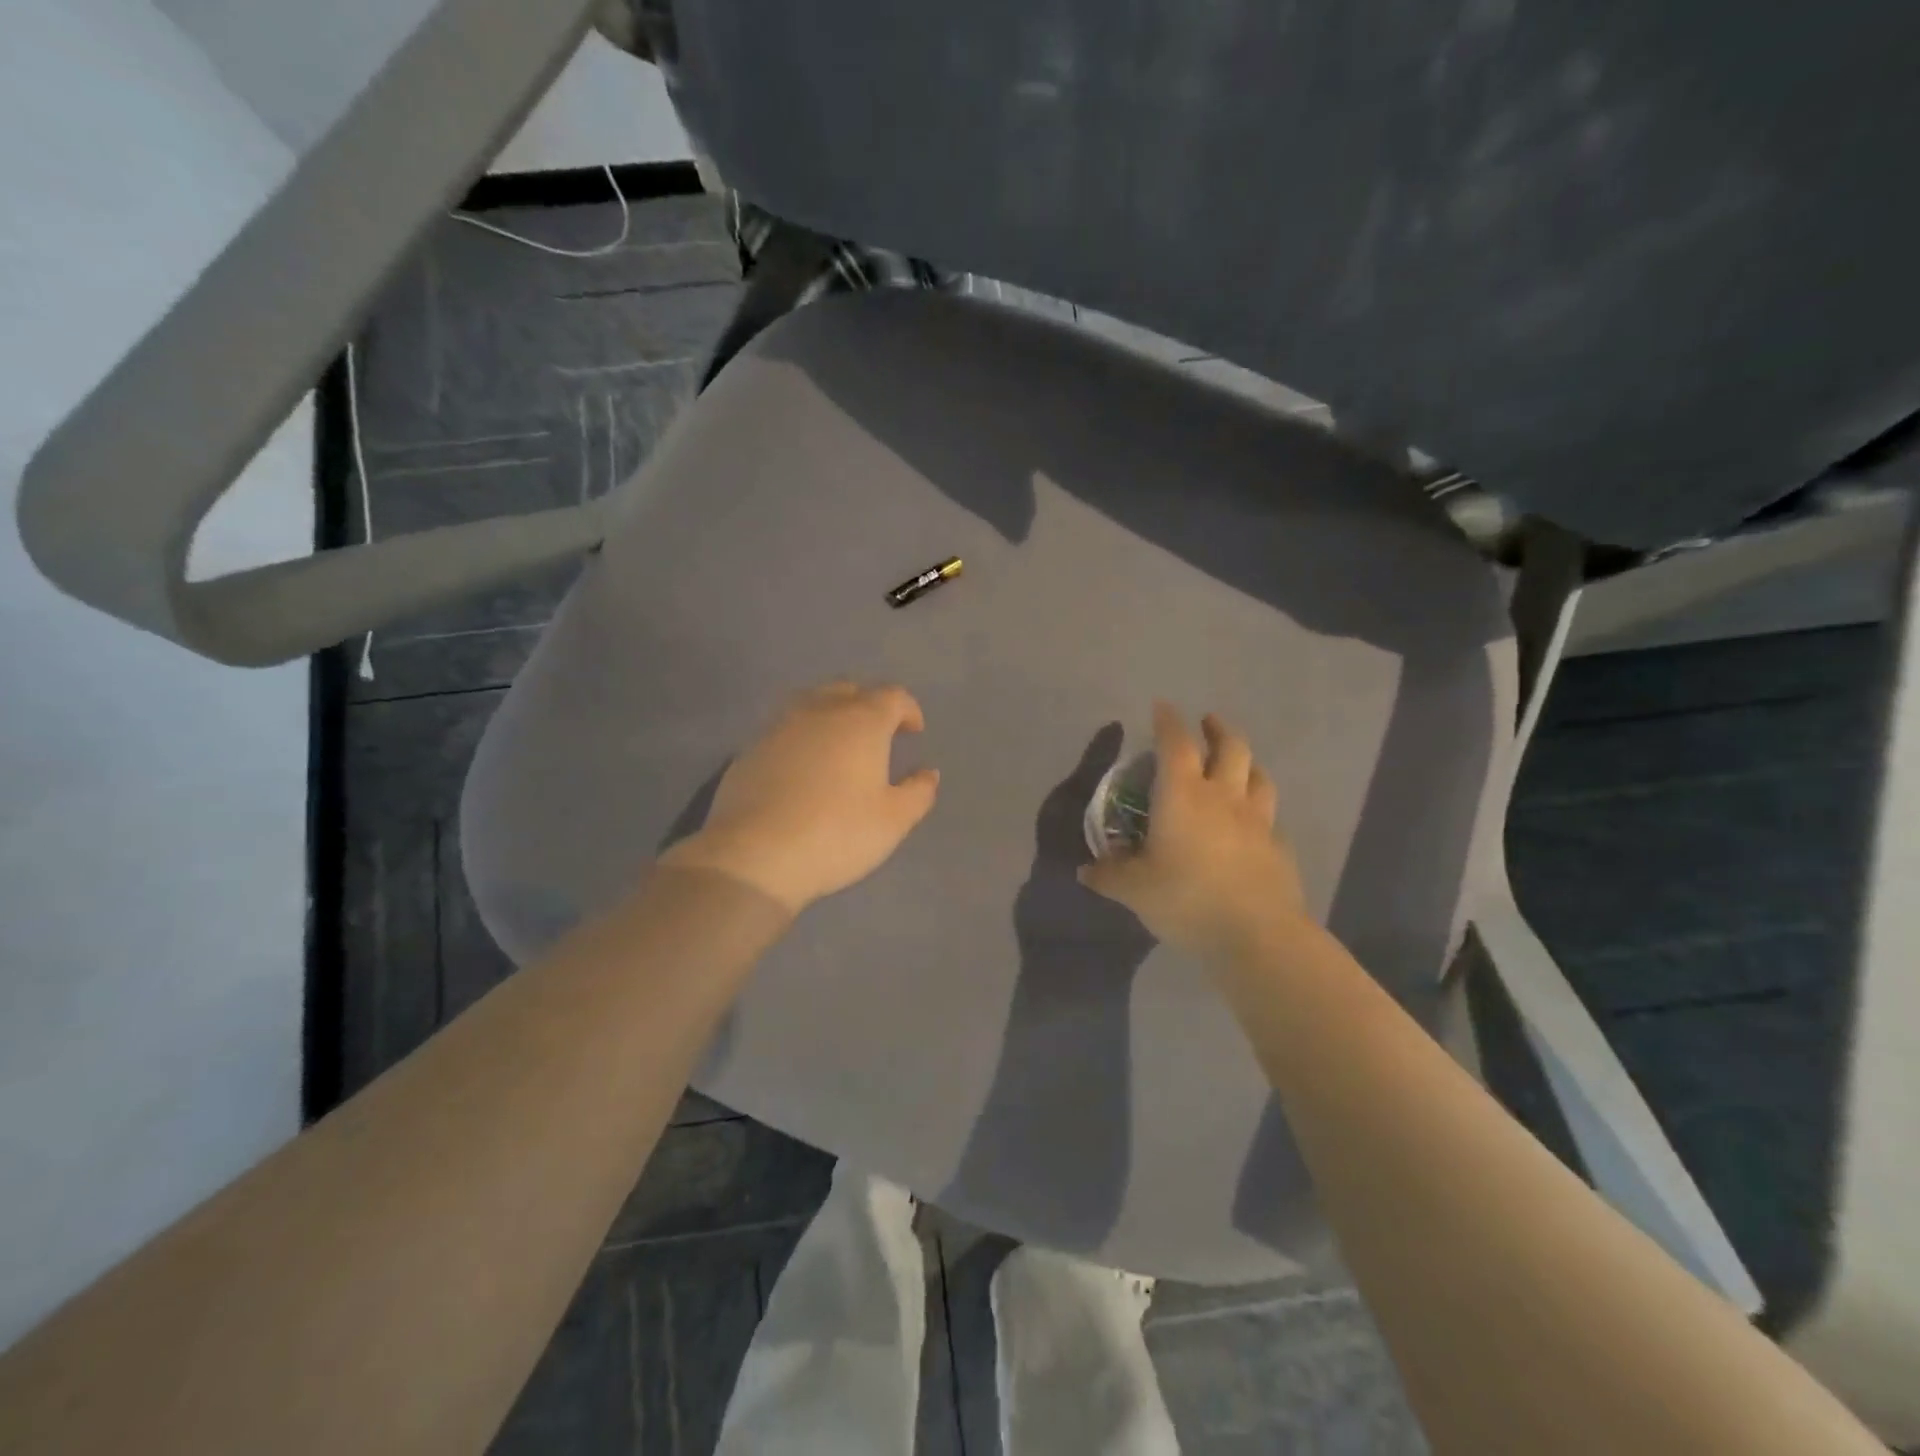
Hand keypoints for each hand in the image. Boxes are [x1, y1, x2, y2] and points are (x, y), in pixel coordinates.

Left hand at [659, 681, 939, 913]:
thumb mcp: (893, 821)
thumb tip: (927, 773)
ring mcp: (780, 727)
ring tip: (839, 744)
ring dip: (831, 714)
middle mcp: (821, 712)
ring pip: (811, 703)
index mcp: (862, 722)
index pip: (892, 696)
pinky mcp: (751, 749)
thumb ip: (918, 793)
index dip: (908, 709)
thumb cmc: (837, 833)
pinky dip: (802, 738)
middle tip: (878, 732)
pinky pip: (785, 729)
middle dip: (868, 704)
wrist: (755, 854)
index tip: (913, 731)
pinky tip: (803, 768)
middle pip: (849, 690)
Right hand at [1079, 703, 1308, 960]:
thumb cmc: (1186, 899)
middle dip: (1217, 729)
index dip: (1169, 721)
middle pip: (1230, 748)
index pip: (1176, 744)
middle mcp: (1223, 797)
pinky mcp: (1279, 847)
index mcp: (1183, 796)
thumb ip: (1109, 875)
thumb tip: (1085, 870)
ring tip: (1238, 763)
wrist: (1256, 935)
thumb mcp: (1134, 890)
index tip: (1162, 707)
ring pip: (1259, 775)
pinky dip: (1259, 807)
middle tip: (1208, 723)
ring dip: (1246, 762)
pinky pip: (1269, 815)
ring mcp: (1257, 821)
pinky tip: (1252, 822)